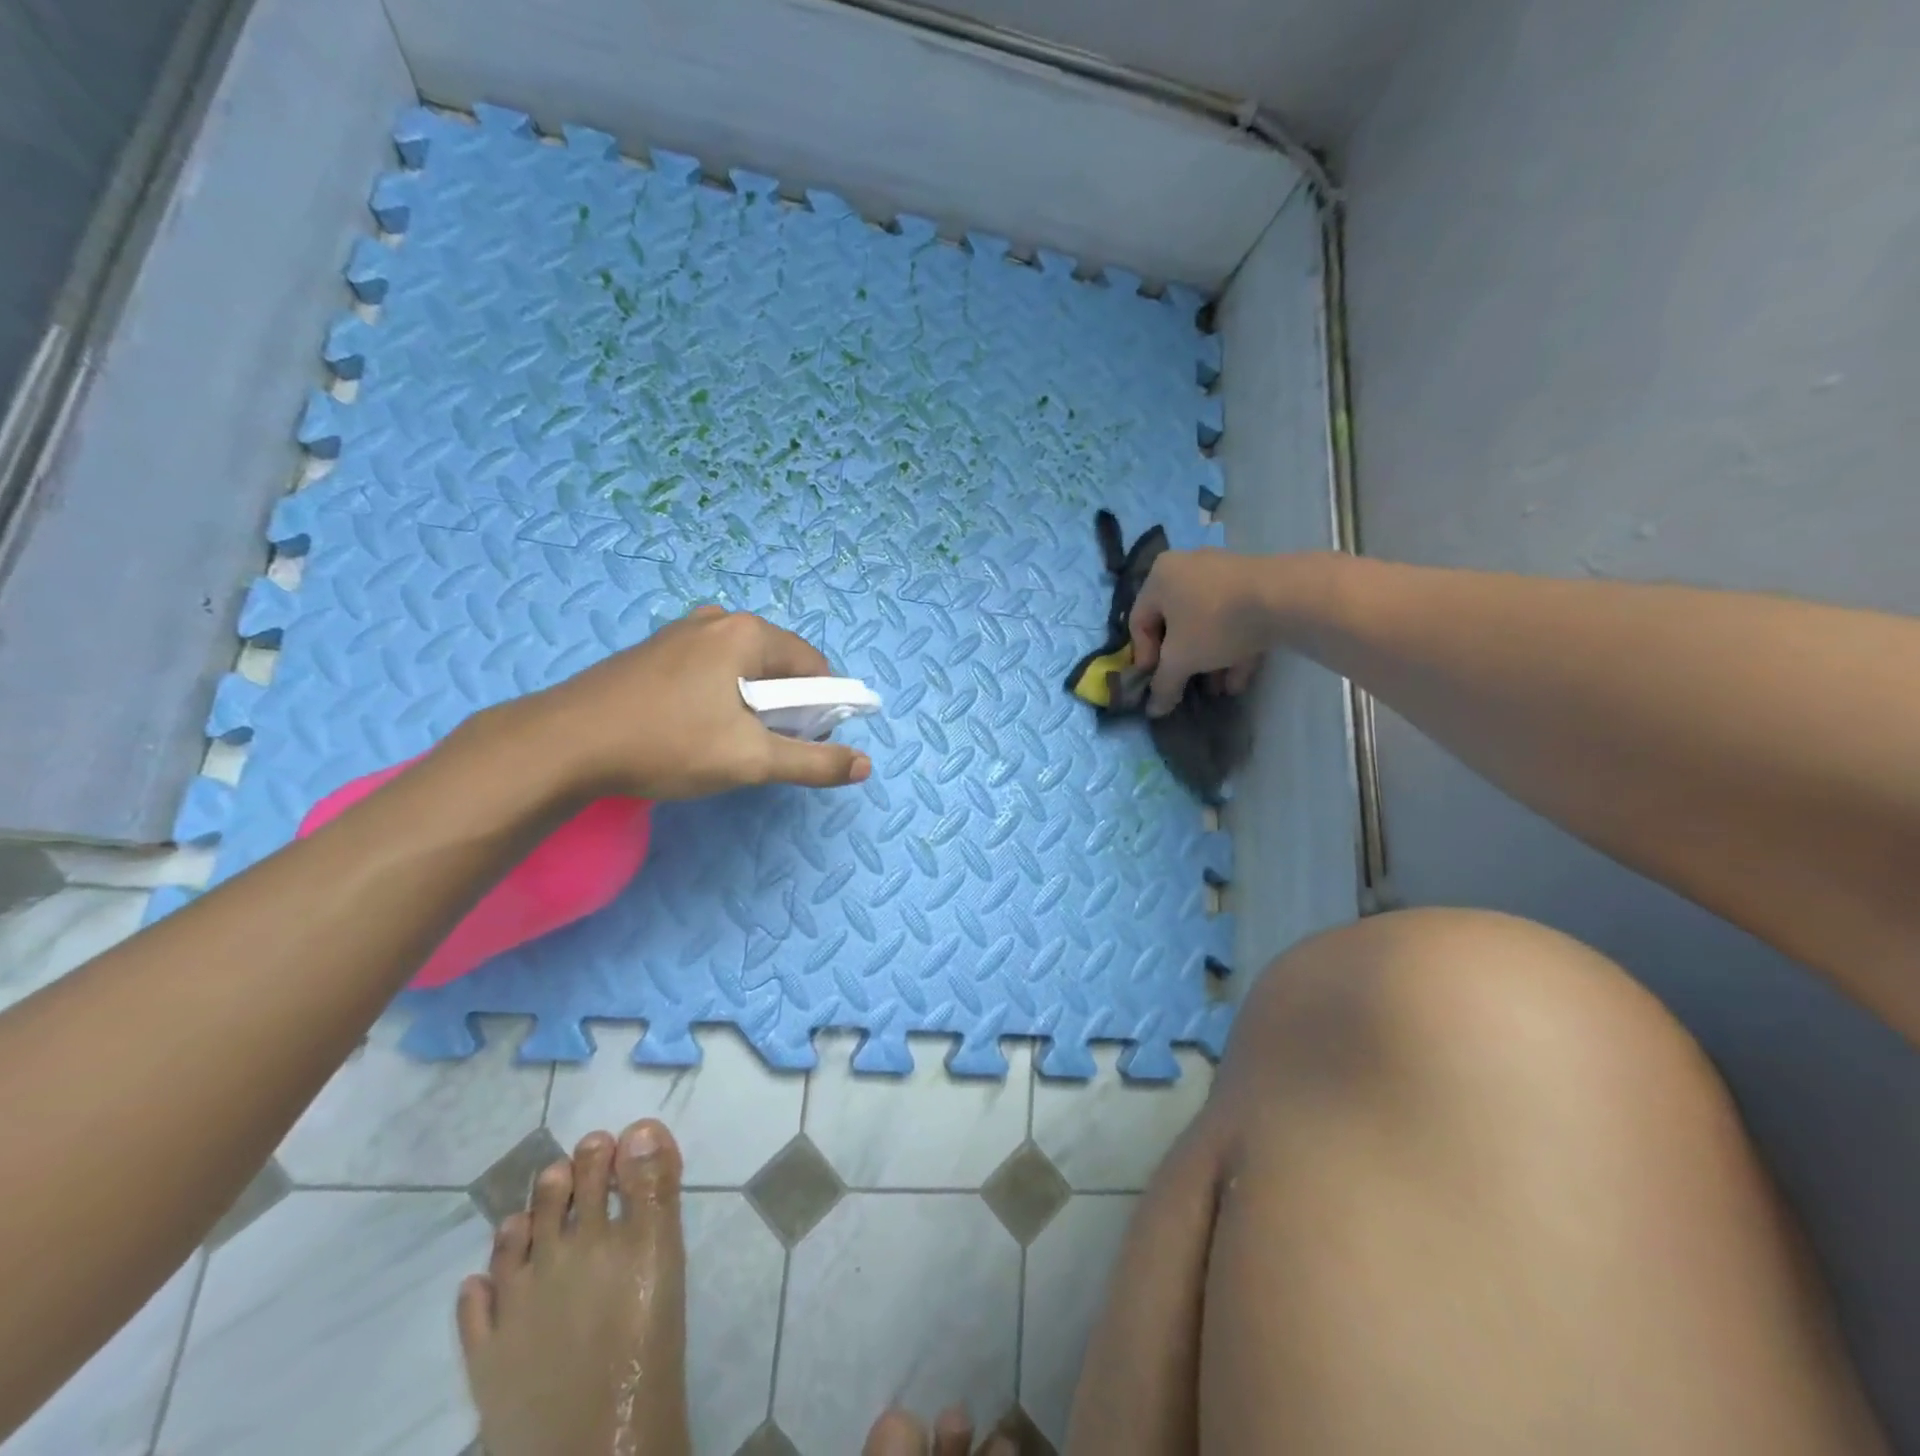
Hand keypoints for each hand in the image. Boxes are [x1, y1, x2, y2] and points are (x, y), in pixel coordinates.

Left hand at [514, 606, 872, 800]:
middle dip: (784, 707)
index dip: (821, 708)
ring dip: (751, 704)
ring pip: (742, 669)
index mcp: (747, 633)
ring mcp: (681, 632)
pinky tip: (691, 729)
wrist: (564, 744)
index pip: (814, 667)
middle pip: (778, 665)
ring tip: (724, 742)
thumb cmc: (668, 745)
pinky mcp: (654, 650)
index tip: (801, 744)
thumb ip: (813, 761)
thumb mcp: (750, 760)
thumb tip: (864, 765)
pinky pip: (710, 670)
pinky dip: (719, 697)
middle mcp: (717, 620)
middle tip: (759, 748)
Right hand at [1128, 550, 1273, 715]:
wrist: (1285, 597)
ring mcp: (1224, 574)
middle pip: (1175, 623)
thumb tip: (1153, 709)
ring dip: (1209, 660)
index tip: (1156, 681)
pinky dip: (1233, 649)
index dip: (1144, 657)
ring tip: (1216, 690)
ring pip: (1208, 623)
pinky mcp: (1256, 584)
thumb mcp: (1180, 660)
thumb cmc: (1214, 623)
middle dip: (1182, 662)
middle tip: (1186, 686)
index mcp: (1160, 577)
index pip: (1139, 622)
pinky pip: (1234, 619)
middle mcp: (1187, 568)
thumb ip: (1163, 684)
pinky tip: (1238, 682)